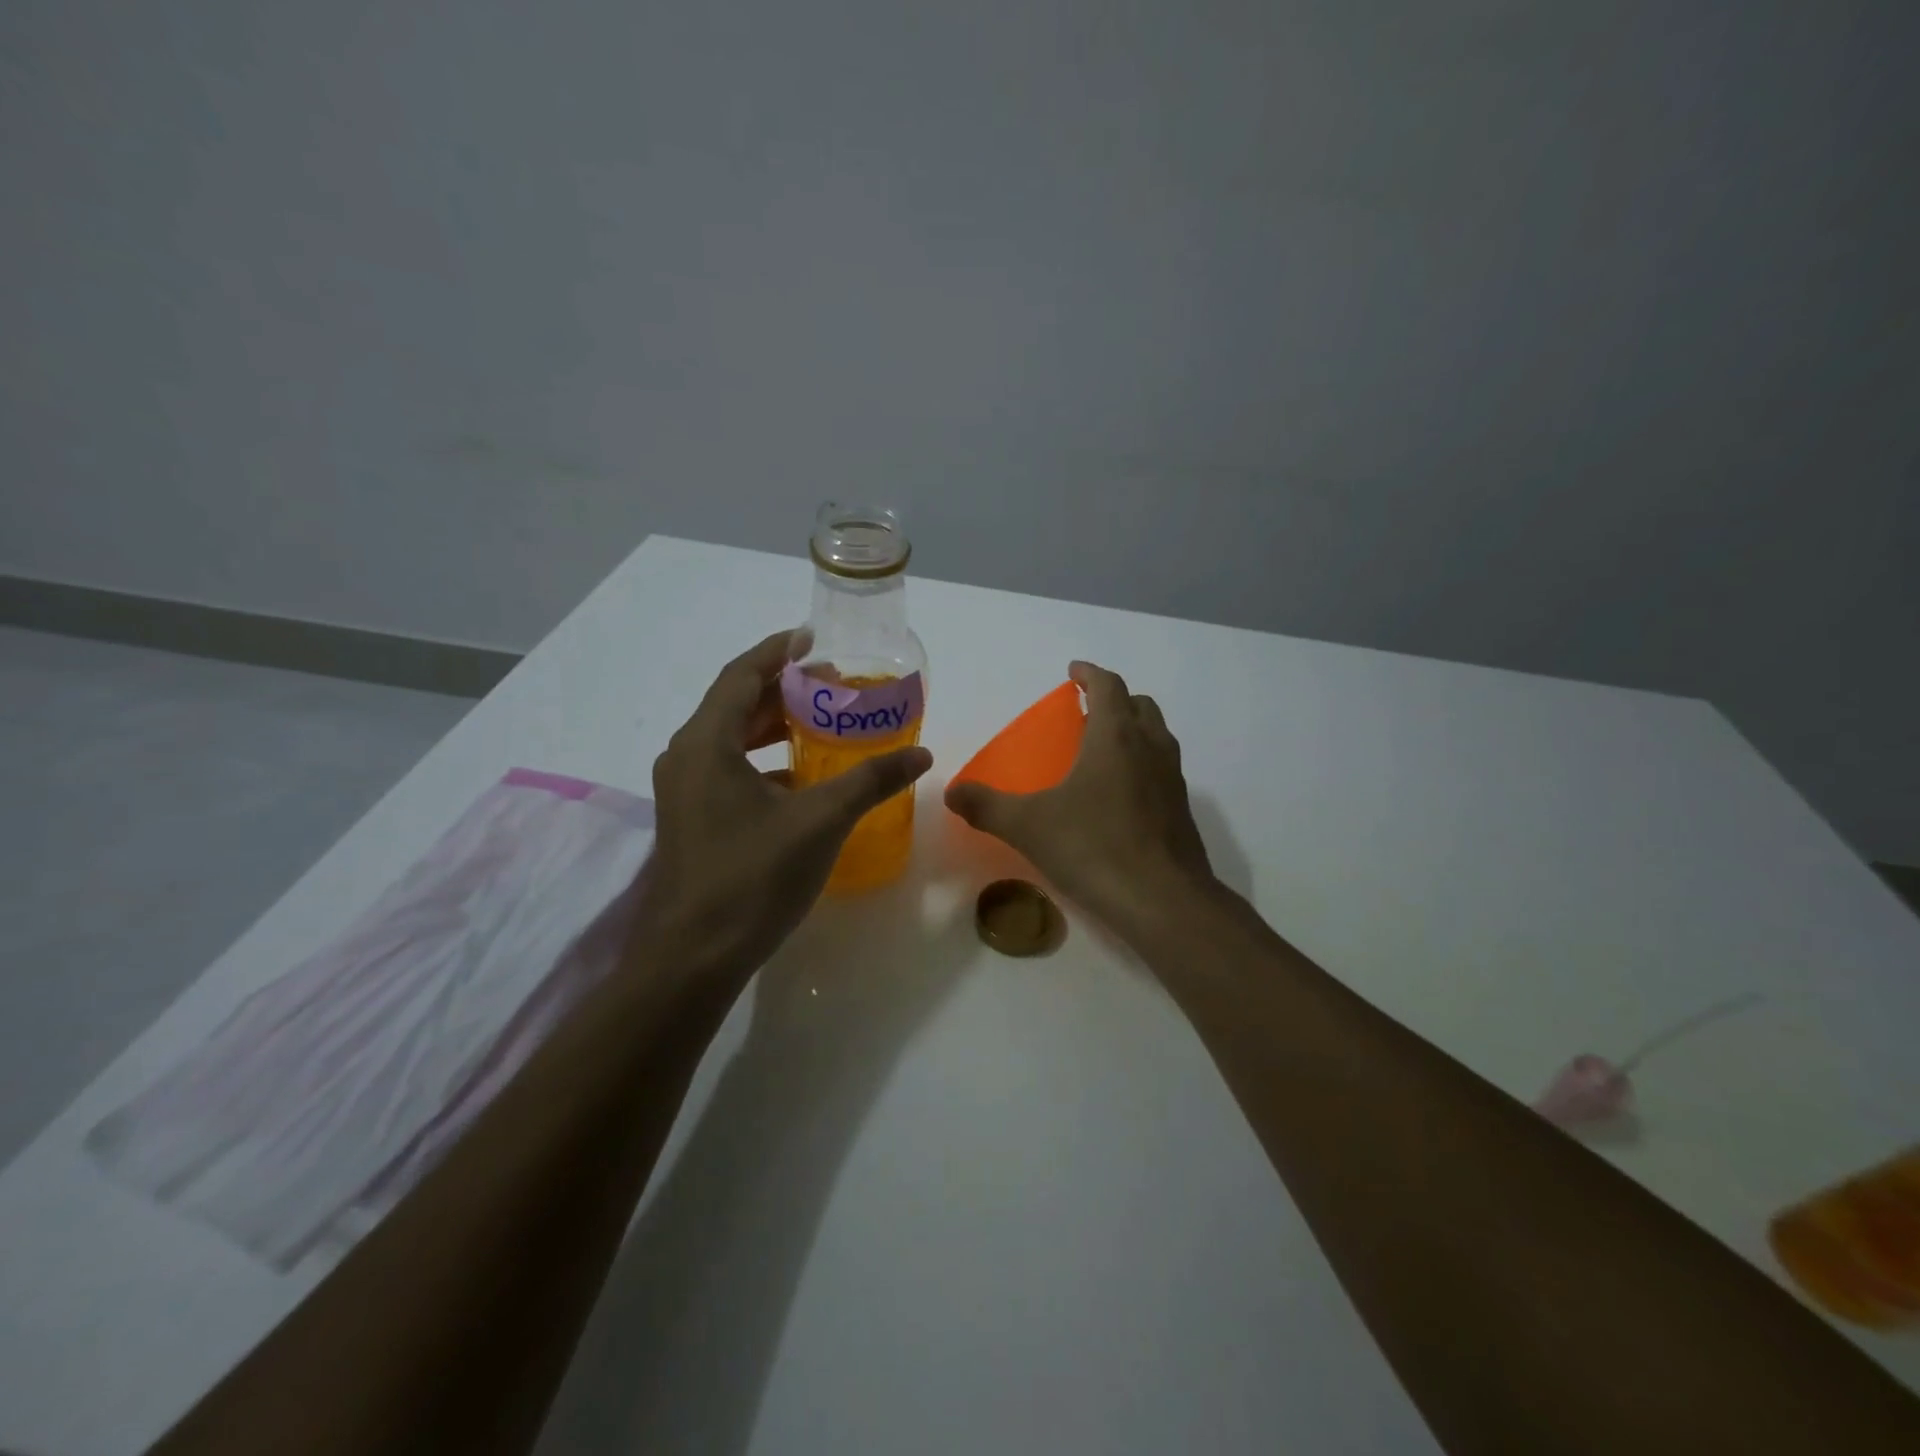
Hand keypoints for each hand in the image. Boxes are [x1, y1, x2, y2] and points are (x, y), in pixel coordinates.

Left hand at [632, 630, 933, 983]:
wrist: (693, 958)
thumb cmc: (752, 877)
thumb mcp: (820, 821)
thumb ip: (870, 781)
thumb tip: (921, 754)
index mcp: (706, 743)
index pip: (742, 675)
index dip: (778, 650)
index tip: (814, 638)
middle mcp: (686, 757)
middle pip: (734, 703)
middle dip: (782, 688)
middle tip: (831, 683)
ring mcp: (684, 791)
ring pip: (730, 739)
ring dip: (772, 725)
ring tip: (820, 722)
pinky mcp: (691, 819)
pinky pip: (728, 770)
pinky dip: (764, 761)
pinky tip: (801, 778)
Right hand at [943, 661, 1214, 931]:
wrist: (1164, 902)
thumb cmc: (1095, 848)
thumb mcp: (1029, 826)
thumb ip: (986, 806)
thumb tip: (951, 793)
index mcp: (1115, 737)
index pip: (1108, 686)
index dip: (1090, 673)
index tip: (1073, 672)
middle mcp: (1151, 748)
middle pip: (1139, 705)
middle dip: (1114, 699)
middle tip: (1086, 712)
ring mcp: (1173, 779)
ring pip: (1157, 736)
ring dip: (1133, 730)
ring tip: (1101, 751)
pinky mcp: (1182, 811)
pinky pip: (1163, 770)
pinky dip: (1143, 765)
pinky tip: (1119, 798)